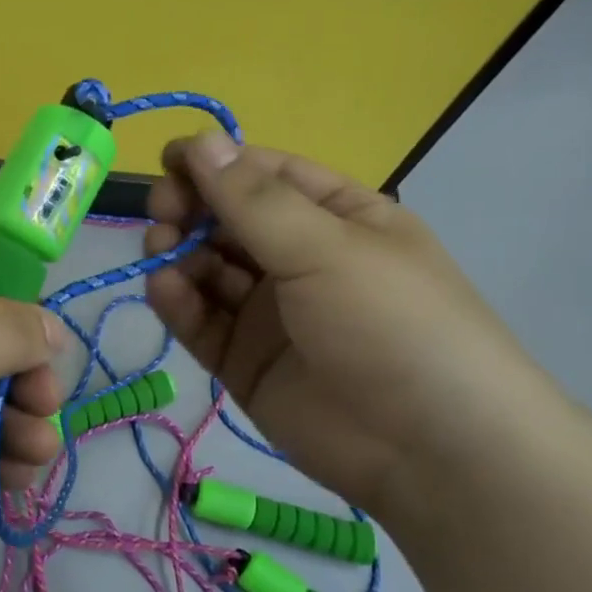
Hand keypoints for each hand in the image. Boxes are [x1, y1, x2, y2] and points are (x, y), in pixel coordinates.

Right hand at [145, 133, 562, 518]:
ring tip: (160, 251)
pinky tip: (165, 289)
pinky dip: (178, 302)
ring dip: (180, 254)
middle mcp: (300, 260)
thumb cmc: (391, 324)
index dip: (217, 163)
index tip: (167, 159)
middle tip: (162, 213)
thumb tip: (201, 140)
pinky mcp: (245, 362)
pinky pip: (202, 321)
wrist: (430, 452)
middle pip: (229, 222)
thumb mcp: (326, 248)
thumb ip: (254, 200)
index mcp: (337, 219)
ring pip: (209, 271)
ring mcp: (270, 314)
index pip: (266, 176)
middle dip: (192, 210)